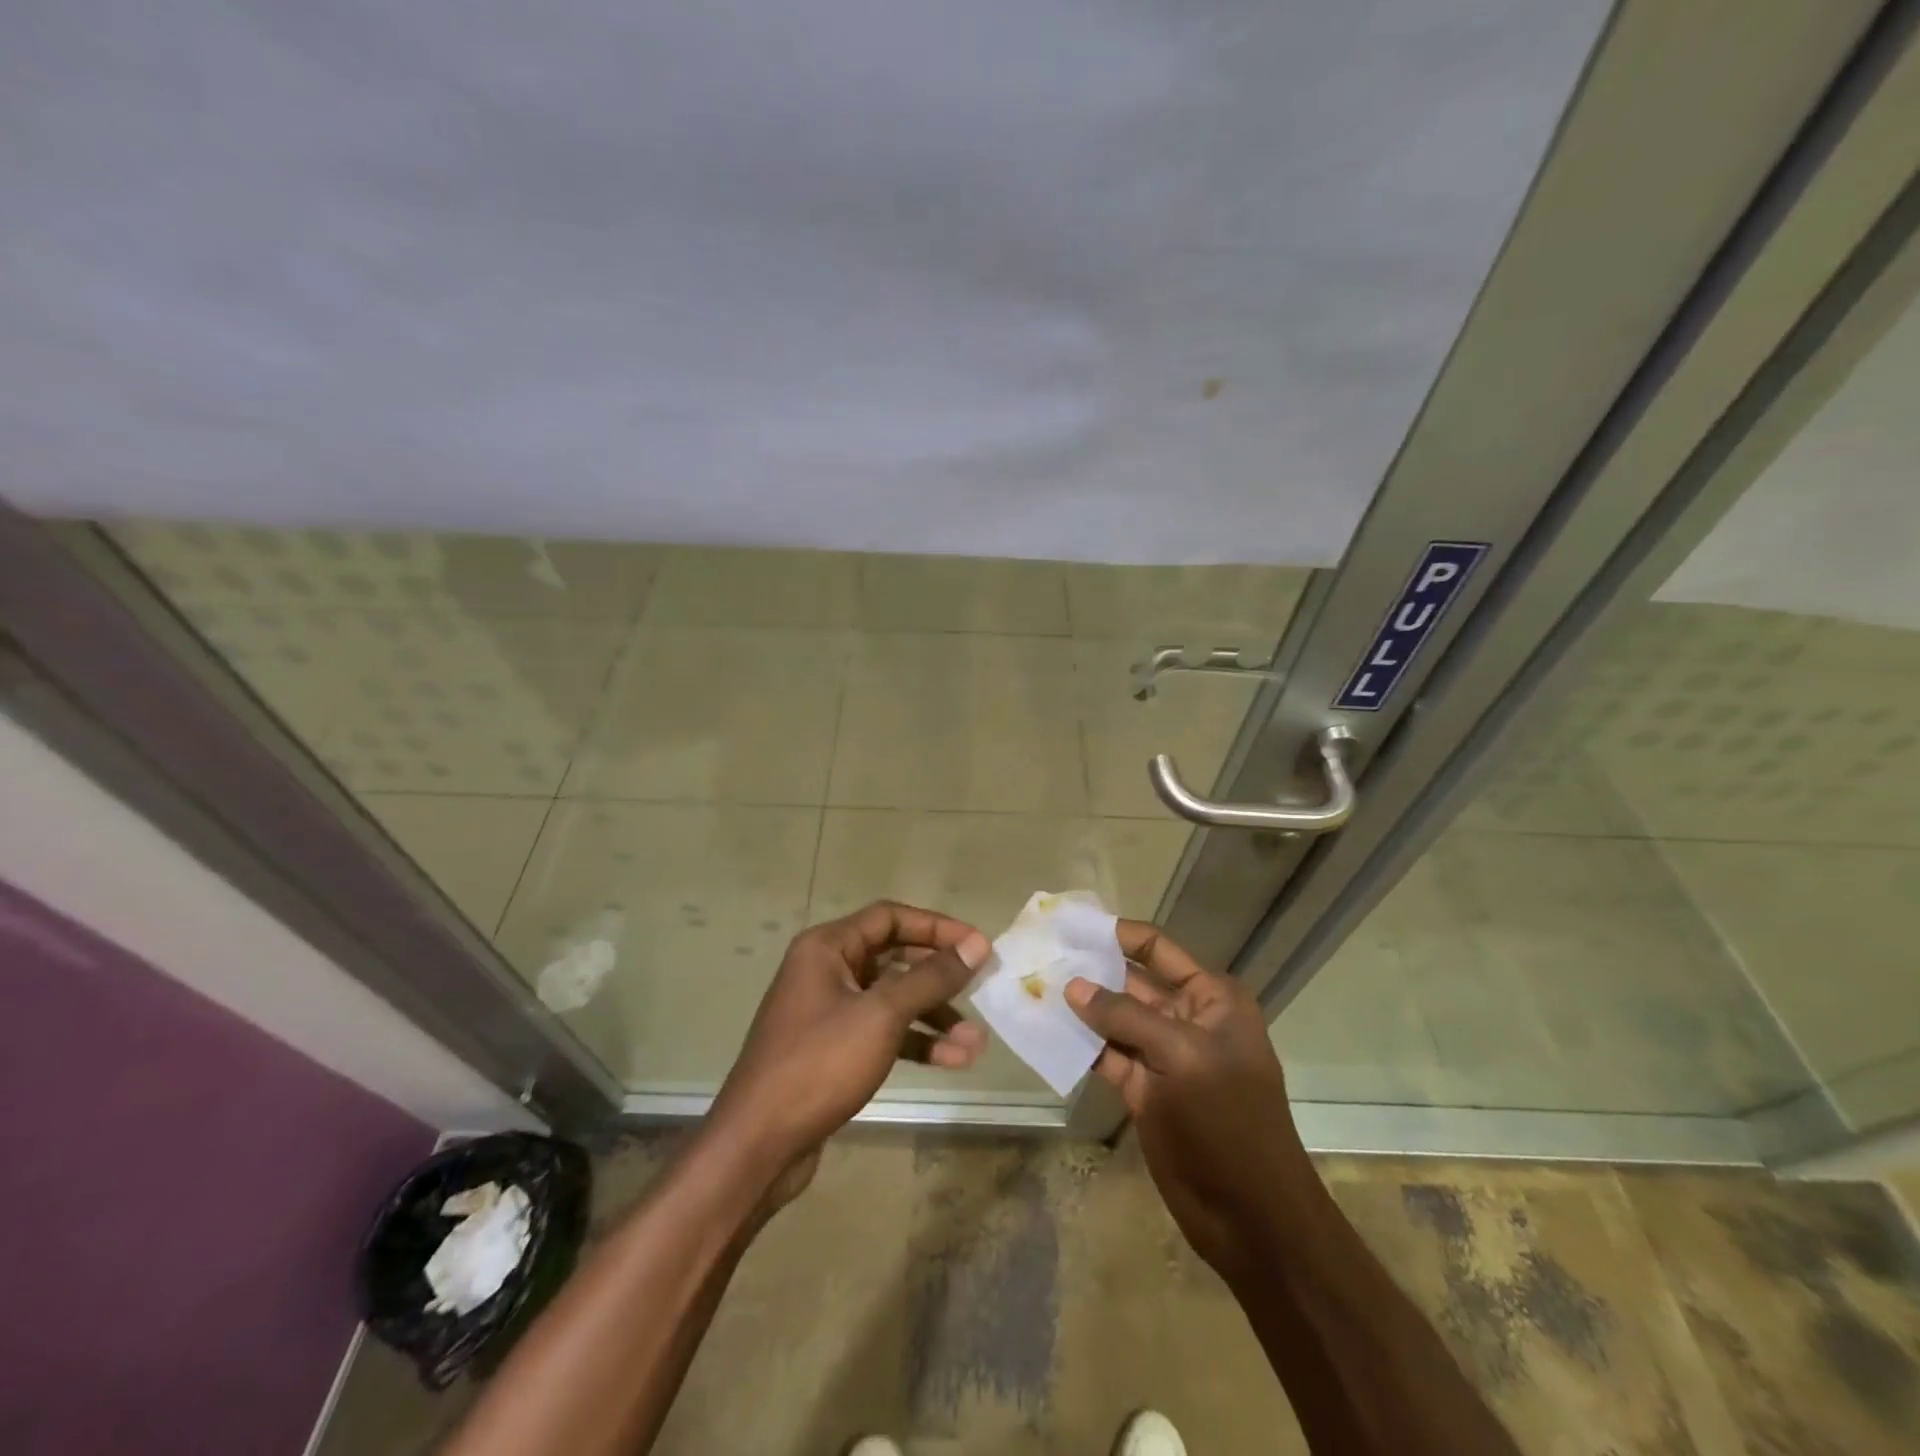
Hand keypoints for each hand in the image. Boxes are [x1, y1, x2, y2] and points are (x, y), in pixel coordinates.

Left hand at [709, 901, 991, 1185]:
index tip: (977, 945)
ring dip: (934, 1017)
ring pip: (892, 1000)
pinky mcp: (834, 1049)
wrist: (758, 1145)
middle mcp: (826, 970)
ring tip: (976, 1043)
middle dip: (939, 977)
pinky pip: (883, 1032)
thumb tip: (977, 944)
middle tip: (981, 988)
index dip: (936, 927)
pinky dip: (915, 1042)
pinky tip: (952, 1061)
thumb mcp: (881, 1015)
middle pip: (894, 958)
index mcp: (827, 947)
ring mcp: (829, 1011)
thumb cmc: (819, 1064)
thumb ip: (930, 978)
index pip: (890, 918)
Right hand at [1066, 921, 1315, 1278]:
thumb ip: (1124, 1017)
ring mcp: (1164, 1055)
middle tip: (1040, 955)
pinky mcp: (1144, 1088)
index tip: (1071, 925)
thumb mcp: (1181, 1056)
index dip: (1117, 935)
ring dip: (1080, 1007)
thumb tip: (1072, 985)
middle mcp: (1187, 1018)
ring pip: (1114, 1020)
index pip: (1157, 950)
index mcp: (1212, 998)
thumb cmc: (1226, 1122)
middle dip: (1090, 970)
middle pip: (1131, 982)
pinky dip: (1081, 1044)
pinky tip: (1046, 1031)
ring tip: (1033, 987)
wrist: (1250, 1217)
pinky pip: (1107, 1055)